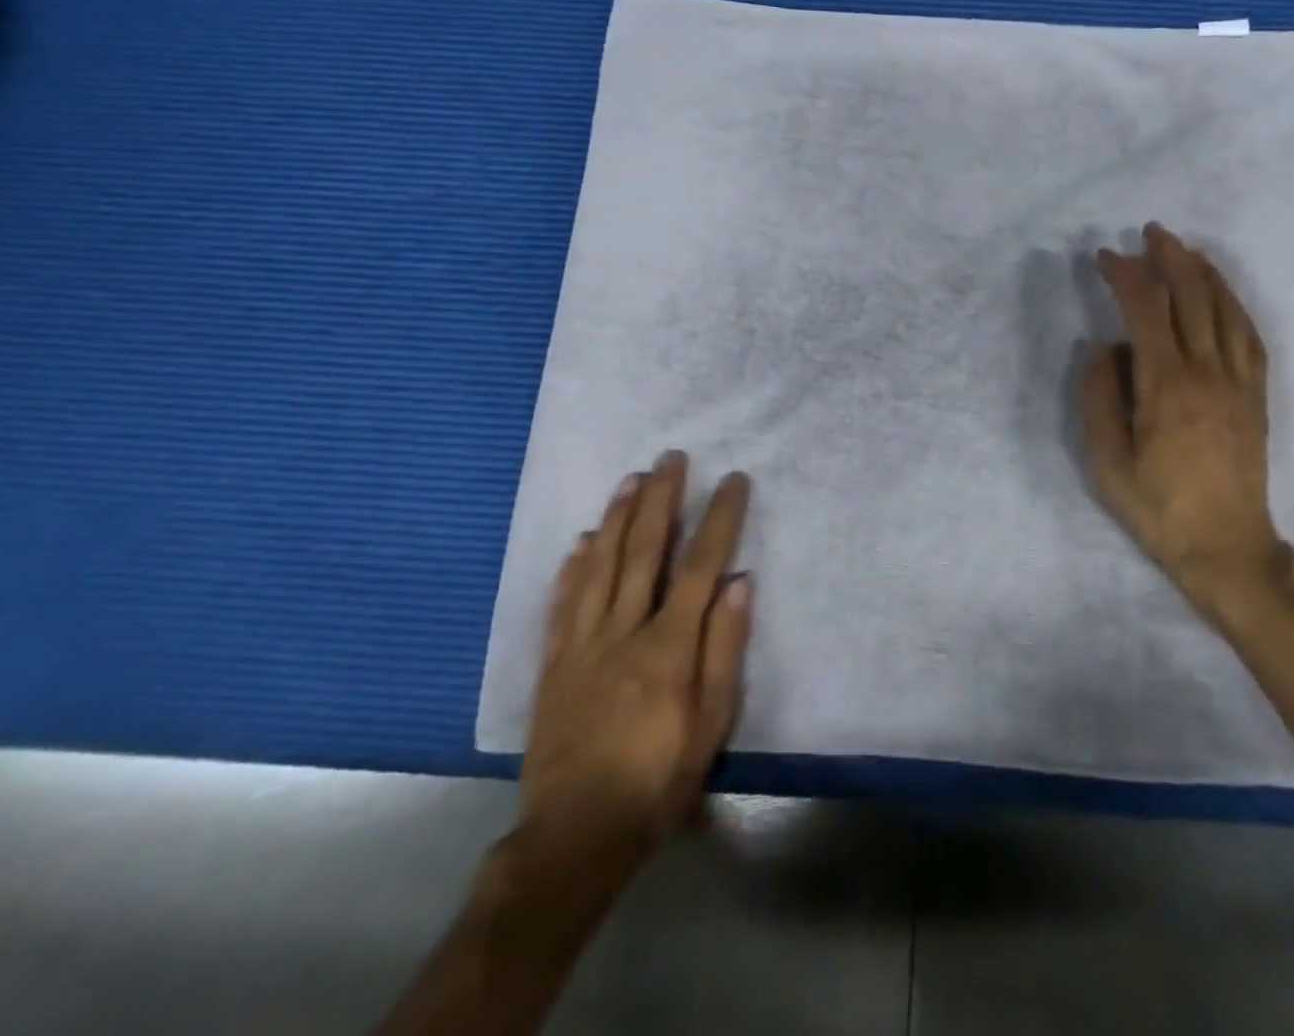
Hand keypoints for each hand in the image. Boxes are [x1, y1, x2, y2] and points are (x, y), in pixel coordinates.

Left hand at [517, 451, 752, 877]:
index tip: (733, 480)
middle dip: (660, 499)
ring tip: (630, 480)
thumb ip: (725, 647)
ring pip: (599, 566)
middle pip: (643, 551)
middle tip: (671, 458)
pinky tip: (580, 542)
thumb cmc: (659, 778)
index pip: (700, 565)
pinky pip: (562, 602)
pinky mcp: (553, 663)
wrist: (575, 835)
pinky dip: (573, 567)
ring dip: (616, 517)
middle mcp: (623, 631)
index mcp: (668, 645)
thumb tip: (740, 581)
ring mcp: (582, 644)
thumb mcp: (712, 722)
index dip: (718, 518)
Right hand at [1082, 223, 1293, 620]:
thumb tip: (1105, 347)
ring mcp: (1239, 381)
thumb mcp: (1106, 461)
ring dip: (1203, 272)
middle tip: (1148, 233)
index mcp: (1166, 387)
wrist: (1226, 547)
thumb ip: (1099, 397)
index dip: (1126, 276)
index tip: (1106, 257)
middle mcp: (1208, 372)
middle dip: (1169, 257)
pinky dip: (1233, 303)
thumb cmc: (1158, 507)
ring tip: (1183, 249)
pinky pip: (1249, 335)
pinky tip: (1222, 293)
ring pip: (1225, 309)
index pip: (1146, 311)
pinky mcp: (1257, 395)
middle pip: (1192, 296)